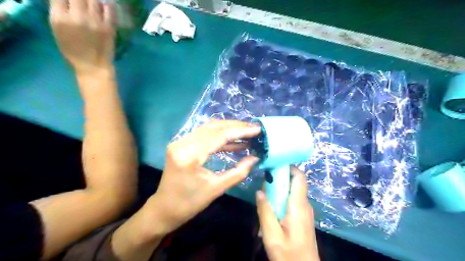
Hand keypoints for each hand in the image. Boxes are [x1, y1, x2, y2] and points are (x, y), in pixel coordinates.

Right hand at [49, 0, 116, 73]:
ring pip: (94, 0)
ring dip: (92, 0)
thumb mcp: (58, 30)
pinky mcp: (109, 27)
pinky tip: (105, 5)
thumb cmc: (73, 51)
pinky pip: (109, 10)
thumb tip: (65, 0)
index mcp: (60, 18)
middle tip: (82, 3)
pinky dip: (107, 5)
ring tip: (92, 4)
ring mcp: (96, 22)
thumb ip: (59, 12)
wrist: (94, 66)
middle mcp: (78, 17)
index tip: (70, 1)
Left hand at [147, 122, 259, 232]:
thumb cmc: (190, 203)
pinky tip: (234, 142)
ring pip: (209, 128)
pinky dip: (220, 136)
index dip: (240, 131)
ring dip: (229, 129)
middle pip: (214, 127)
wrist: (164, 209)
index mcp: (190, 155)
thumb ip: (238, 172)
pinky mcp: (182, 144)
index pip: (219, 136)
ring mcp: (180, 142)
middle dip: (236, 126)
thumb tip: (255, 158)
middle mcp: (183, 143)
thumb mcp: (217, 189)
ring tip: (247, 133)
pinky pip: (204, 135)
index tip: (257, 129)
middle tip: (254, 129)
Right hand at [256, 167, 322, 260]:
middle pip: (294, 183)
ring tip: (264, 195)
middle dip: (279, 179)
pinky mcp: (303, 217)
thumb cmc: (289, 254)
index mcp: (298, 205)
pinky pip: (292, 202)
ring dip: (278, 190)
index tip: (274, 165)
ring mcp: (305, 211)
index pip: (299, 177)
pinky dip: (281, 200)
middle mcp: (304, 205)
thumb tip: (260, 191)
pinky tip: (271, 209)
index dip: (289, 167)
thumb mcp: (272, 234)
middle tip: (264, 182)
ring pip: (292, 192)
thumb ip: (265, 211)